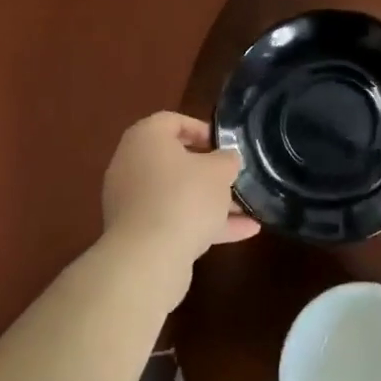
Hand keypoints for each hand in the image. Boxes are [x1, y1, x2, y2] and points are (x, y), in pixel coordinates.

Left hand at [101, 113, 258, 288]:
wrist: (148, 259)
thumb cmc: (184, 197)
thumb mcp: (219, 171)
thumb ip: (227, 159)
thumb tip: (226, 159)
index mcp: (145, 139)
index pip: (172, 121)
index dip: (201, 128)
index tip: (224, 144)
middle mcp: (132, 166)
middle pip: (175, 161)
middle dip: (209, 171)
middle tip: (234, 175)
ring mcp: (132, 203)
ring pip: (177, 195)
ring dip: (211, 201)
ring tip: (249, 208)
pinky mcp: (138, 235)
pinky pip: (175, 220)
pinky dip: (204, 224)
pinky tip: (244, 232)